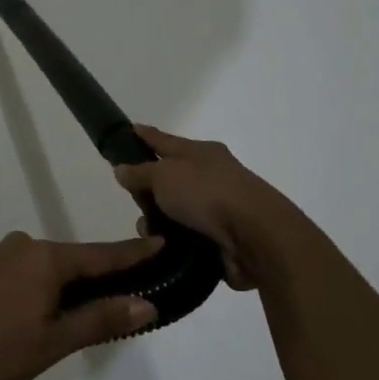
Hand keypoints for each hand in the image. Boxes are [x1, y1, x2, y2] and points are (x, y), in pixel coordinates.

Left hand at [0, 233, 160, 379]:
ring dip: (51, 284)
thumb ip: (98, 319)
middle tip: (108, 297)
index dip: (132, 253)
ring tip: (57, 314)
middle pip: (66, 260)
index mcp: (46, 260)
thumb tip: (146, 303)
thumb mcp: (51, 342)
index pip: (101, 254)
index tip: (159, 240)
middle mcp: (20, 246)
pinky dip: (21, 287)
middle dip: (88, 276)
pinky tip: (13, 313)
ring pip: (34, 266)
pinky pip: (7, 272)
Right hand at [111, 125, 294, 289]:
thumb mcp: (164, 176)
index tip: (128, 130)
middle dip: (147, 192)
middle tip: (133, 202)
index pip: (164, 140)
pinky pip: (187, 237)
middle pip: (169, 179)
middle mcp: (211, 175)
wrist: (256, 237)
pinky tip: (164, 249)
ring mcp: (218, 207)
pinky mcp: (222, 237)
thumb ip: (140, 173)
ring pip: (175, 211)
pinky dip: (174, 242)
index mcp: (201, 152)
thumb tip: (122, 168)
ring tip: (150, 234)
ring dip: (159, 222)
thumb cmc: (207, 194)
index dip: (145, 136)